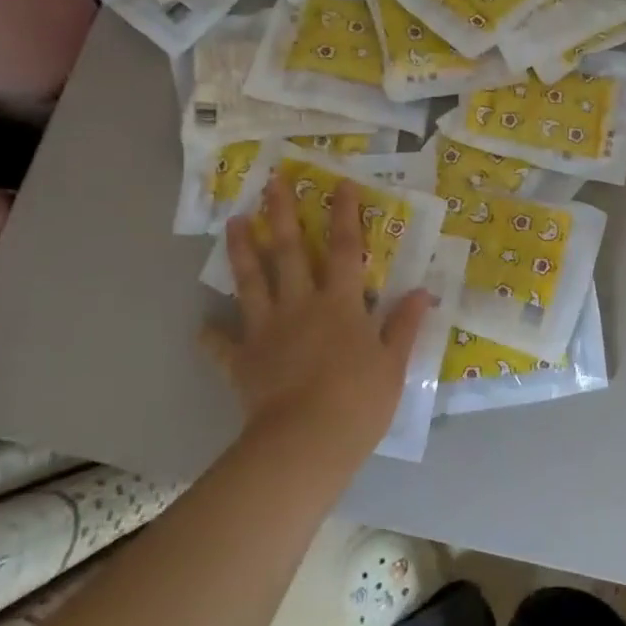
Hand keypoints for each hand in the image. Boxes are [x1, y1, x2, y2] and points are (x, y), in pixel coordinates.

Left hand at [202, 174, 430, 464]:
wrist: (305, 443)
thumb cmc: (358, 401)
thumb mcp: (393, 363)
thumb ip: (404, 325)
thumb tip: (422, 292)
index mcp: (340, 303)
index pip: (344, 248)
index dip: (344, 214)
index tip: (340, 184)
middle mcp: (300, 305)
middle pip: (288, 252)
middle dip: (280, 214)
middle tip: (271, 182)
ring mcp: (266, 331)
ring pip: (250, 282)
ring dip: (241, 250)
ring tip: (232, 222)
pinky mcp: (242, 361)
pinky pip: (223, 345)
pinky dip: (212, 337)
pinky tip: (202, 328)